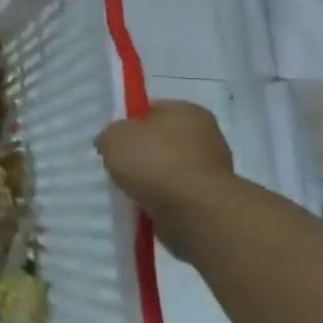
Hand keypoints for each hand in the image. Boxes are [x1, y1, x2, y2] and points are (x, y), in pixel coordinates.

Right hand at [96, 101, 233, 228]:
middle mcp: (206, 136)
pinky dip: (161, 200)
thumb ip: (110, 135)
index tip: (113, 139)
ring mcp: (212, 171)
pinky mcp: (210, 200)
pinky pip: (176, 195)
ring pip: (169, 169)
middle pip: (162, 141)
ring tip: (128, 189)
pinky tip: (144, 205)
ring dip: (151, 179)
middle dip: (141, 153)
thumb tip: (111, 143)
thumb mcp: (114, 137)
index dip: (129, 122)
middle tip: (118, 164)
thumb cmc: (155, 161)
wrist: (195, 212)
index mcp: (186, 111)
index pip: (152, 110)